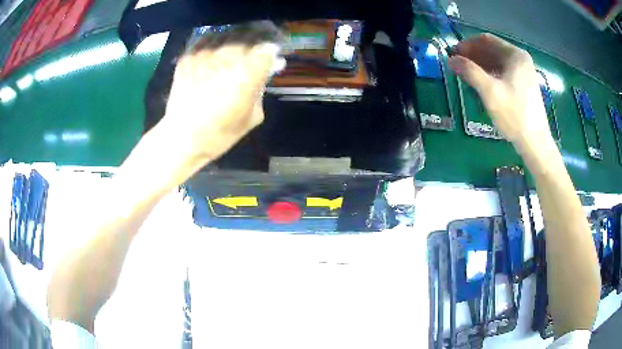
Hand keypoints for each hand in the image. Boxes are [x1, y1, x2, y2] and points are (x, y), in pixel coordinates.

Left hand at [160, 23, 281, 163]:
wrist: (182, 138)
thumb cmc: (220, 133)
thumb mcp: (253, 117)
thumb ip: (260, 90)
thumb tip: (263, 74)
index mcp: (248, 74)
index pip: (268, 47)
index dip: (273, 48)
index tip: (273, 52)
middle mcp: (227, 57)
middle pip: (250, 35)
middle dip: (259, 38)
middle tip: (259, 45)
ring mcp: (205, 53)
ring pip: (229, 33)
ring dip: (238, 37)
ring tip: (238, 45)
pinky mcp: (189, 55)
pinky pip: (208, 38)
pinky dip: (217, 40)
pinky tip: (218, 48)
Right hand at [448, 34, 552, 153]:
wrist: (535, 143)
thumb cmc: (515, 115)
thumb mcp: (490, 92)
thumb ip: (470, 72)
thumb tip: (451, 59)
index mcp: (515, 55)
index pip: (486, 40)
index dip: (467, 44)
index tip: (453, 53)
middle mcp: (521, 59)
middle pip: (492, 49)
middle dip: (473, 55)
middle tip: (458, 65)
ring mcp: (524, 72)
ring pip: (497, 61)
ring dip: (481, 65)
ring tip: (466, 75)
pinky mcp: (524, 85)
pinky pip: (503, 72)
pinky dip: (491, 73)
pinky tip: (481, 83)